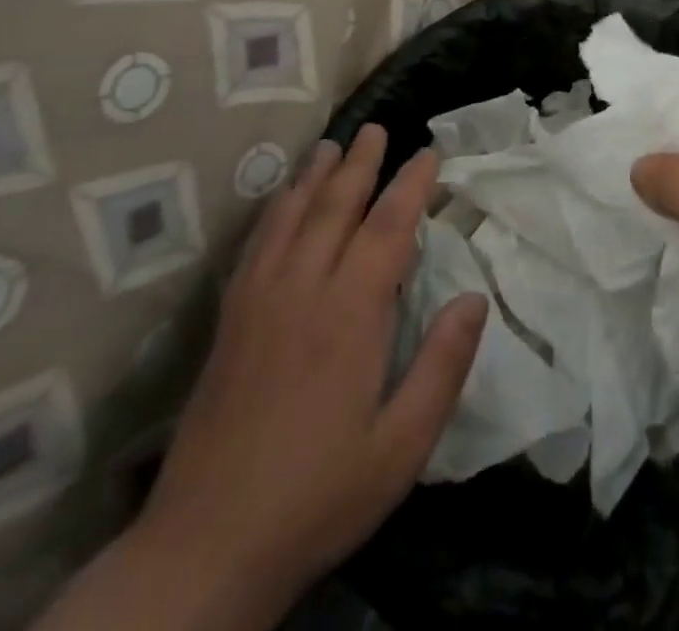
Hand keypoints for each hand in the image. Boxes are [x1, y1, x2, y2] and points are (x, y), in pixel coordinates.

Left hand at [137, 127, 487, 619]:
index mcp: (350, 315)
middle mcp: (302, 292)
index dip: (412, 185)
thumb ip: (443, 366)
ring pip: (290, 219)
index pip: (388, 228)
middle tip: (377, 128)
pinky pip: (255, 247)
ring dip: (314, 176)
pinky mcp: (229, 324)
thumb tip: (475, 298)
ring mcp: (258, 305)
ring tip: (331, 145)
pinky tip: (279, 202)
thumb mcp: (402, 445)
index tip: (429, 153)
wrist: (204, 550)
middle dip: (360, 164)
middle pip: (335, 208)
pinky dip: (273, 212)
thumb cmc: (318, 495)